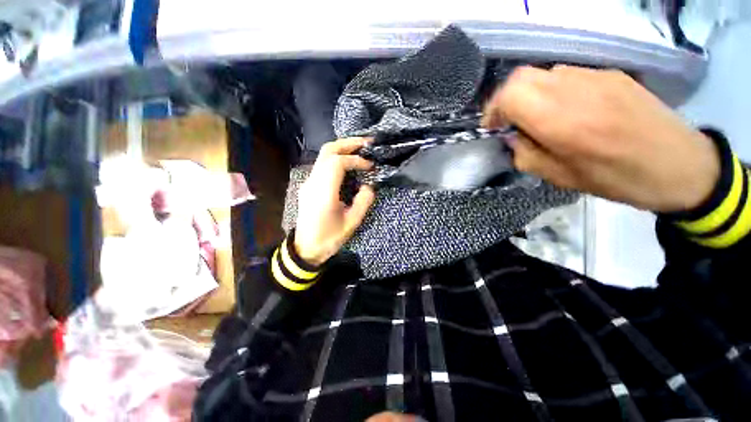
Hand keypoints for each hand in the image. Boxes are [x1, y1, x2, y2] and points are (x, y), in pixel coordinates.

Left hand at [294, 138, 375, 264]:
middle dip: (348, 144)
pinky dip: (337, 159)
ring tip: (360, 150)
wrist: (306, 248)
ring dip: (342, 149)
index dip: (356, 160)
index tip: (370, 166)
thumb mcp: (352, 223)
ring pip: (324, 156)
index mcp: (324, 193)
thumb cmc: (329, 238)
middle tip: (367, 143)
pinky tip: (348, 165)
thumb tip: (369, 186)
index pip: (337, 163)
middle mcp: (313, 182)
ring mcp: (309, 183)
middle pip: (327, 151)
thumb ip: (363, 202)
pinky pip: (323, 165)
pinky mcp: (309, 186)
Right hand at [482, 65, 719, 212]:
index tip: (493, 127)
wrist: (680, 165)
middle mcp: (576, 90)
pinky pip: (568, 75)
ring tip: (539, 118)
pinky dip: (554, 91)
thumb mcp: (559, 177)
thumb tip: (511, 136)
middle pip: (522, 76)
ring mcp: (597, 77)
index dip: (493, 109)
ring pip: (544, 74)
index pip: (510, 93)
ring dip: (530, 94)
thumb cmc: (617, 178)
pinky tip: (566, 110)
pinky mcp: (612, 74)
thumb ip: (525, 154)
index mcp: (561, 121)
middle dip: (507, 98)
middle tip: (509, 121)